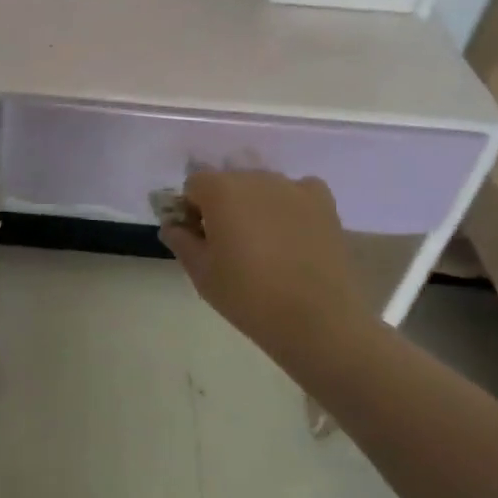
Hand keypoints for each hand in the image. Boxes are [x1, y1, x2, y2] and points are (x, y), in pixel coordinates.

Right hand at [160, 168, 372, 359]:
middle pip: (229, 182)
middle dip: (223, 206)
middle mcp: (256, 177)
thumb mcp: (201, 273)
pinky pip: (298, 192)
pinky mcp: (323, 202)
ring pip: (262, 187)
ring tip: (266, 246)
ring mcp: (293, 187)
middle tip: (230, 246)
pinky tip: (293, 235)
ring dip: (256, 206)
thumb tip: (174, 225)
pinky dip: (291, 206)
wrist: (317, 320)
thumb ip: (180, 240)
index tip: (200, 239)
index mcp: (220, 190)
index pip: (194, 185)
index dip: (192, 210)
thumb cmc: (248, 296)